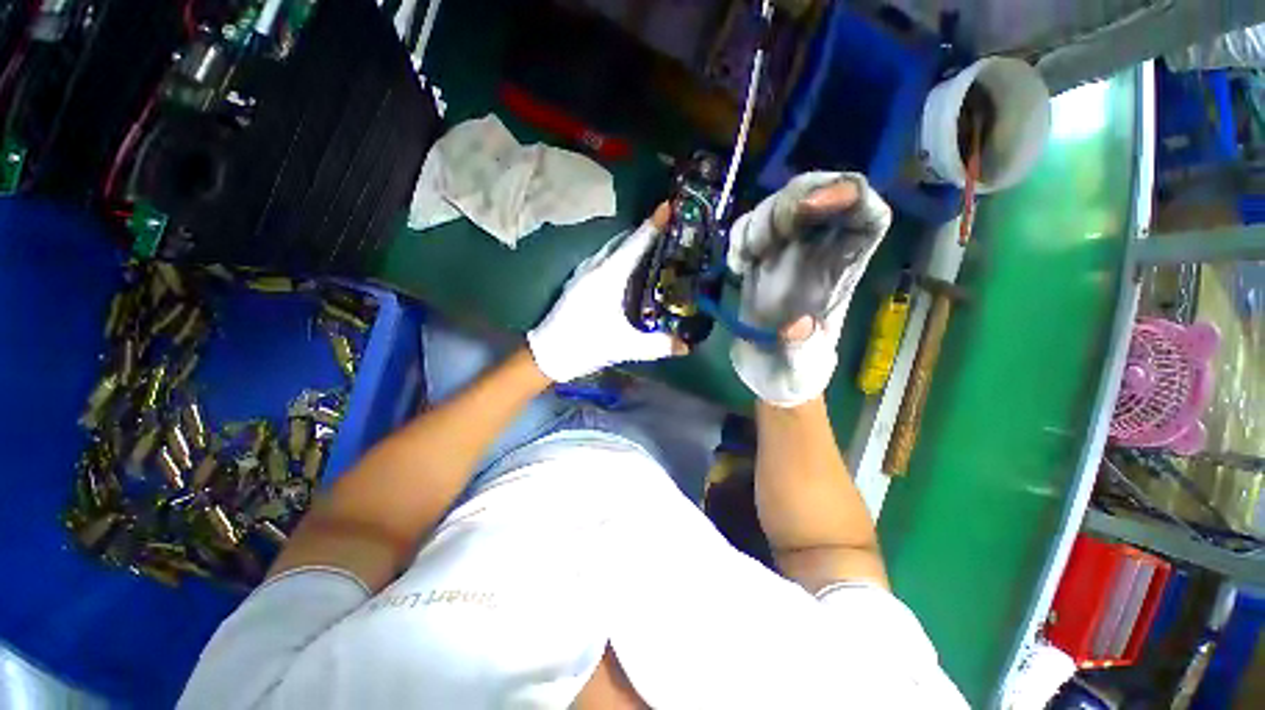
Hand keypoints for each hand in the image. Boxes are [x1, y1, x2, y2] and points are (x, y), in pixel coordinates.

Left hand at [527, 206, 684, 382]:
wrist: (547, 354)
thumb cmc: (585, 346)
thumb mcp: (624, 347)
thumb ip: (657, 345)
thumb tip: (687, 346)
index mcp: (607, 277)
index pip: (635, 243)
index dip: (653, 224)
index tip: (669, 205)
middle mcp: (595, 268)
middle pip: (625, 241)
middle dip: (647, 231)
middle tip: (671, 229)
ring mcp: (584, 272)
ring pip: (613, 248)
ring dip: (633, 242)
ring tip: (656, 245)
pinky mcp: (578, 281)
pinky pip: (605, 258)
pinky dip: (621, 254)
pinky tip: (631, 267)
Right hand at [727, 172, 891, 406]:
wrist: (767, 372)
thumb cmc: (794, 372)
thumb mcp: (801, 368)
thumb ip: (801, 348)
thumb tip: (794, 324)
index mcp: (843, 272)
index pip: (865, 215)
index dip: (849, 195)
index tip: (815, 204)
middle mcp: (817, 254)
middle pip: (820, 195)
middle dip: (793, 199)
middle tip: (766, 236)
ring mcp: (785, 255)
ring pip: (781, 206)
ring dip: (759, 222)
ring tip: (746, 261)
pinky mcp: (758, 263)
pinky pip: (749, 230)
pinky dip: (738, 237)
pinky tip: (736, 267)